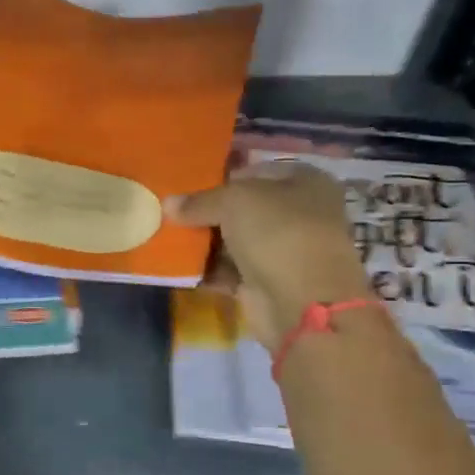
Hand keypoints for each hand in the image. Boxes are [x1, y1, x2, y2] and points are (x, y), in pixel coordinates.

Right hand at [167, 163, 370, 349]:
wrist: (302, 302)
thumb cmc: (277, 233)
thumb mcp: (233, 202)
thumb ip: (199, 201)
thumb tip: (168, 204)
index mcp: (306, 182)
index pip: (256, 172)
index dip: (223, 176)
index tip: (188, 186)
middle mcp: (299, 214)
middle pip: (244, 208)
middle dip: (209, 212)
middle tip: (173, 212)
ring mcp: (284, 251)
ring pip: (235, 240)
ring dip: (205, 241)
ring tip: (168, 236)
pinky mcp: (267, 282)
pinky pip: (230, 270)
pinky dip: (207, 269)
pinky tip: (178, 265)